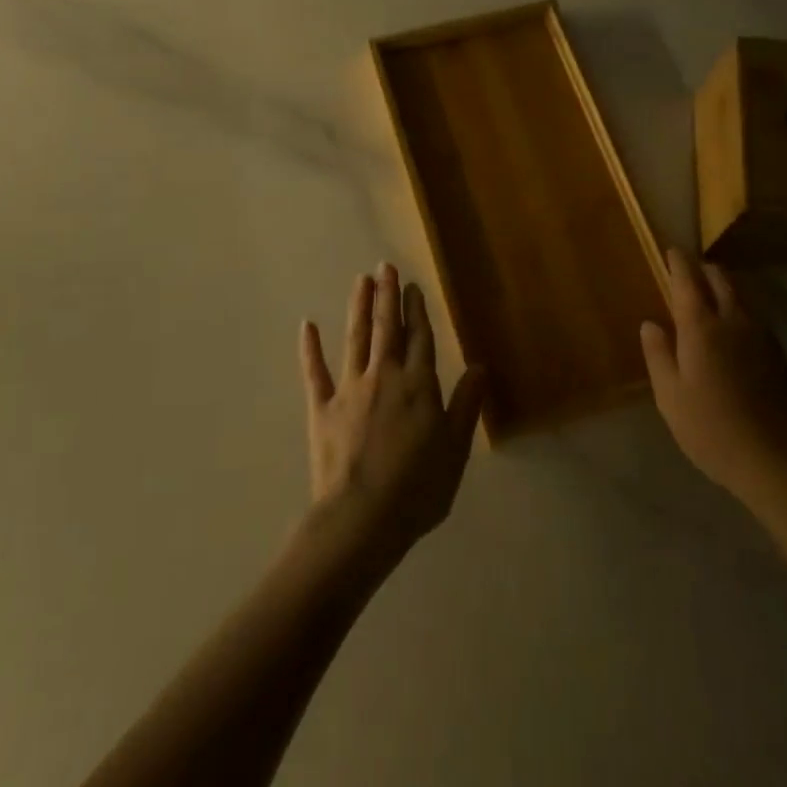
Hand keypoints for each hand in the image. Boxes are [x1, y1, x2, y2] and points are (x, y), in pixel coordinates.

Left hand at [299, 264, 486, 575]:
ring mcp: (350, 390)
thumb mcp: (455, 450)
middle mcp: (384, 377)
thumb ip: (466, 405)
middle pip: (387, 329)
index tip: (412, 286)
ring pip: (355, 339)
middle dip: (387, 296)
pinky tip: (307, 325)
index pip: (420, 338)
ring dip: (359, 308)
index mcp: (419, 386)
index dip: (417, 310)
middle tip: (384, 266)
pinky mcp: (322, 408)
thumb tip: (479, 366)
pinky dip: (310, 348)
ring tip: (361, 281)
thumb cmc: (417, 489)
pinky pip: (315, 372)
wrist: (361, 519)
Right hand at [641, 248, 786, 502]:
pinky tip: (737, 335)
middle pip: (721, 280)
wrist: (775, 459)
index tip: (672, 250)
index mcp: (701, 328)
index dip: (678, 262)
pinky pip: (757, 321)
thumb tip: (651, 324)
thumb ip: (658, 354)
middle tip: (692, 271)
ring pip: (743, 298)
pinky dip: (741, 314)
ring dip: (726, 290)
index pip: (688, 281)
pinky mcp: (781, 356)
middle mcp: (734, 322)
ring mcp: (763, 337)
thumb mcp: (669, 396)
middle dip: (705, 270)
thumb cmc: (710, 428)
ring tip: (713, 298)